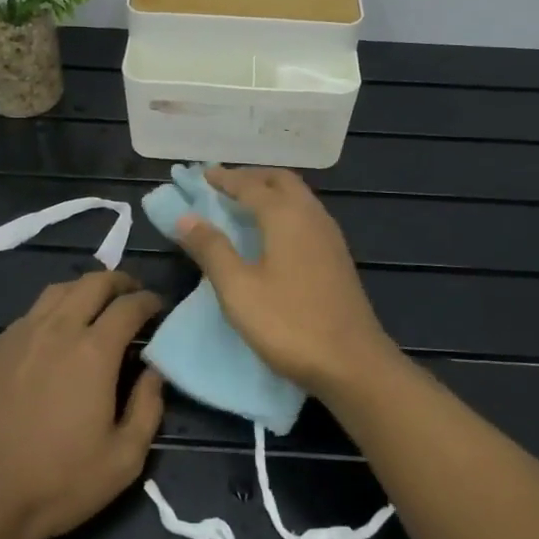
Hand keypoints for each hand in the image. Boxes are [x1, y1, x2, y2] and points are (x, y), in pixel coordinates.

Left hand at [0, 271, 165, 538]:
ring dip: (83, 290)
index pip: (129, 306)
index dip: (149, 301)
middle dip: (119, 282)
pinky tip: (51, 338)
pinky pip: (28, 316)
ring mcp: (18, 335)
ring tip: (94, 305)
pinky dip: (50, 314)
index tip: (158, 306)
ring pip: (57, 291)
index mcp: (93, 351)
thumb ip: (148, 408)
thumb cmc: (60, 482)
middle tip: (131, 294)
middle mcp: (57, 329)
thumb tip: (154, 372)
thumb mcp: (124, 458)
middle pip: (93, 283)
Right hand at [172, 166, 401, 399]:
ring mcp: (329, 236)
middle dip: (251, 178)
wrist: (353, 363)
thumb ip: (211, 249)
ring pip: (297, 197)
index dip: (224, 179)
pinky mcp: (337, 257)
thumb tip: (185, 217)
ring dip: (270, 192)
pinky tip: (272, 233)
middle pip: (280, 181)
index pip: (250, 185)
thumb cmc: (289, 323)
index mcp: (286, 215)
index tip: (202, 174)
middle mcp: (311, 215)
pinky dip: (283, 210)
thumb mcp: (238, 288)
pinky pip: (306, 216)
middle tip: (223, 186)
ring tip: (243, 205)